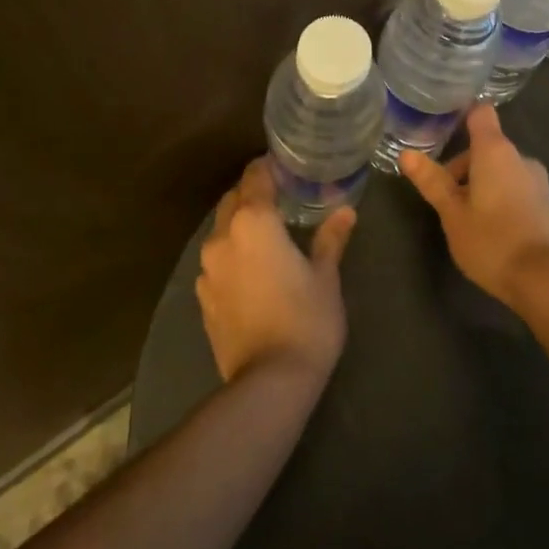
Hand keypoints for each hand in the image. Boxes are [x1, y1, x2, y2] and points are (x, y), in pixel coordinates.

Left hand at [196, 158, 355, 384]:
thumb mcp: (326, 276)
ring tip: (267, 233)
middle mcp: (223, 237)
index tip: (286, 165)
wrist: (269, 382)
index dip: (268, 167)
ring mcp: (207, 269)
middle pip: (233, 200)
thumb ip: (330, 238)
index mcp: (254, 222)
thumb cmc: (306, 320)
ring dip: (239, 224)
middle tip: (281, 197)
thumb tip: (345, 211)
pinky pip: (216, 260)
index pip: (255, 177)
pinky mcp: (203, 297)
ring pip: (221, 230)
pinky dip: (231, 253)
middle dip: (252, 193)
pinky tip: (252, 268)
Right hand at [400, 104, 548, 308]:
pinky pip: (515, 188)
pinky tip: (489, 231)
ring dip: (479, 185)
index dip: (462, 116)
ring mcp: (537, 181)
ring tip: (464, 220)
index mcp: (495, 151)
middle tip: (444, 201)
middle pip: (485, 147)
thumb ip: (432, 181)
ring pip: (500, 170)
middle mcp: (520, 158)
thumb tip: (406, 153)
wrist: (547, 281)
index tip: (441, 131)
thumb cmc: (492, 241)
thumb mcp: (452, 213)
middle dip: (462, 168)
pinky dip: (498, 199)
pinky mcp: (546, 204)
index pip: (480, 113)